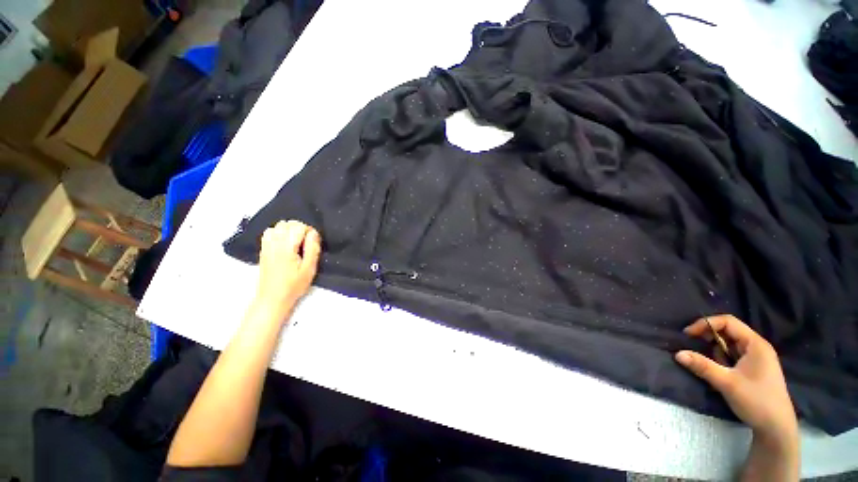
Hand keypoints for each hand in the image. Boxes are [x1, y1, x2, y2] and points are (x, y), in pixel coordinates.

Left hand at [254, 220, 320, 320]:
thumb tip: (314, 233)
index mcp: (287, 248)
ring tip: (296, 241)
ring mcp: (267, 246)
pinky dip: (278, 232)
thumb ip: (313, 249)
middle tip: (307, 241)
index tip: (314, 241)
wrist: (273, 298)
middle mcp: (274, 244)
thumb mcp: (309, 269)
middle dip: (299, 228)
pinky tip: (285, 242)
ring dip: (289, 229)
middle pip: (287, 224)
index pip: (298, 227)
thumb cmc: (294, 285)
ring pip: (277, 226)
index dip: (309, 231)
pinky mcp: (263, 250)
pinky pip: (269, 232)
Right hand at [675, 315, 797, 441]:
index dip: (706, 324)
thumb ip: (703, 366)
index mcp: (755, 344)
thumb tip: (677, 354)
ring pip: (729, 344)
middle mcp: (757, 347)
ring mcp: (756, 358)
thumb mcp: (727, 383)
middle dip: (708, 336)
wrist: (776, 428)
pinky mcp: (753, 368)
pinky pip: (732, 355)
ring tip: (706, 362)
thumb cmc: (756, 401)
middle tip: (692, 345)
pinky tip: (717, 369)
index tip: (688, 335)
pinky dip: (720, 358)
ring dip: (714, 349)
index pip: (728, 322)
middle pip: (728, 331)